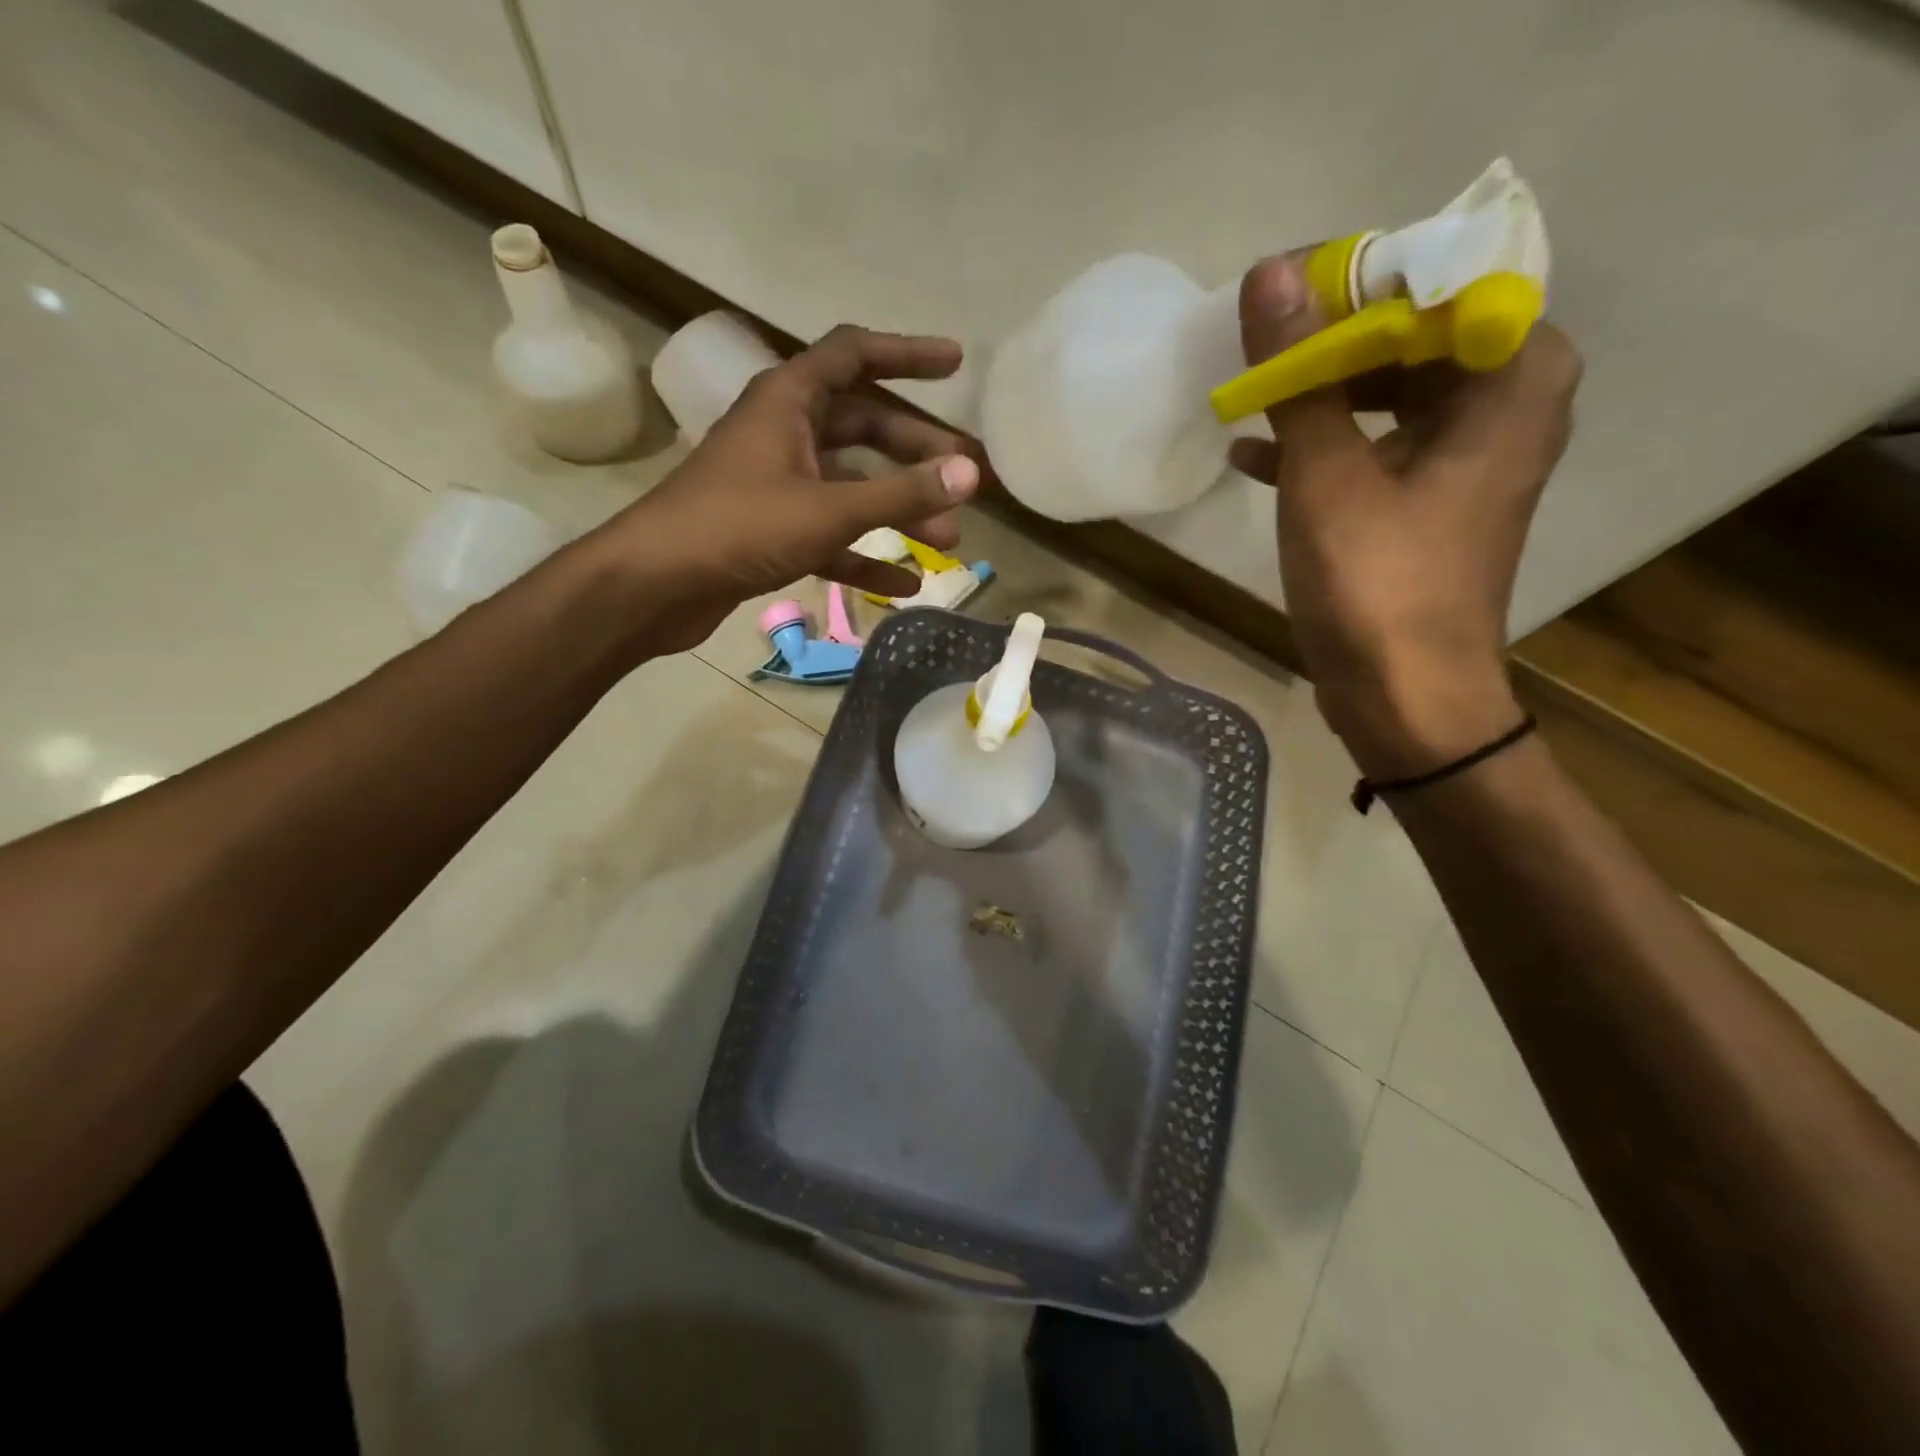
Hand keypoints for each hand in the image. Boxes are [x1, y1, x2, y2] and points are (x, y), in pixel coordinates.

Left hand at [593, 323, 979, 657]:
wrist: (654, 585)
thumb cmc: (738, 527)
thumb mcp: (828, 508)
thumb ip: (901, 493)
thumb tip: (970, 473)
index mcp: (788, 400)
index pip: (855, 355)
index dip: (907, 354)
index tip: (955, 364)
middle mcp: (784, 433)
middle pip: (864, 428)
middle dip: (917, 452)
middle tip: (966, 478)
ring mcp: (778, 485)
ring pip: (852, 487)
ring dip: (899, 510)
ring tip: (949, 538)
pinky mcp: (772, 532)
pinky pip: (831, 536)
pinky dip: (866, 555)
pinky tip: (906, 582)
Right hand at [1228, 255, 1581, 777]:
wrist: (1405, 696)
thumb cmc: (1377, 583)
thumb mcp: (1327, 474)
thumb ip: (1300, 373)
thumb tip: (1270, 273)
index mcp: (1512, 378)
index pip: (1441, 282)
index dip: (1357, 280)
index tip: (1284, 294)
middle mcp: (1508, 403)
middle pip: (1415, 335)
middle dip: (1331, 340)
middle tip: (1260, 345)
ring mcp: (1470, 457)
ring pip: (1390, 391)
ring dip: (1320, 393)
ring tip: (1252, 393)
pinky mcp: (1432, 500)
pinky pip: (1379, 445)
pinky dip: (1324, 444)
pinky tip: (1255, 453)